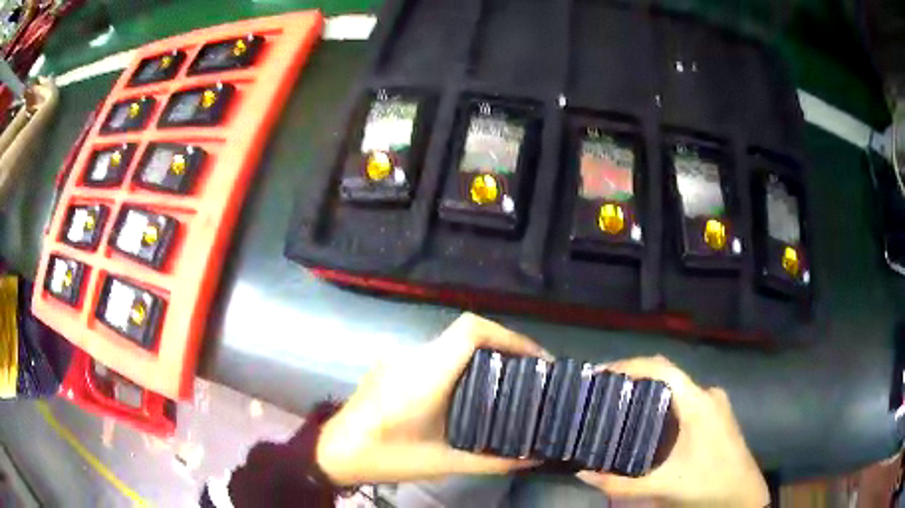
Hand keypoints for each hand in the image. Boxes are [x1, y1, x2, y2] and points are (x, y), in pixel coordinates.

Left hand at [316, 312, 552, 485]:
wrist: (334, 451)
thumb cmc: (386, 457)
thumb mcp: (443, 464)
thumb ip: (492, 461)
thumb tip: (534, 458)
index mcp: (425, 376)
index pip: (471, 331)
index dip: (508, 336)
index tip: (537, 358)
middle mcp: (412, 358)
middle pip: (467, 334)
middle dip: (504, 347)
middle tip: (532, 374)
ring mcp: (399, 358)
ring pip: (451, 344)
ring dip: (483, 355)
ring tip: (508, 381)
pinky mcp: (392, 366)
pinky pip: (435, 355)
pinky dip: (461, 364)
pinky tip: (470, 390)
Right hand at [577, 356, 768, 506]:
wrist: (744, 494)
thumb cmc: (708, 485)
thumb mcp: (663, 487)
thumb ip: (620, 484)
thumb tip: (582, 474)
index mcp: (698, 403)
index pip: (661, 368)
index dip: (629, 365)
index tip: (600, 374)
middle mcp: (708, 394)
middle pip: (667, 375)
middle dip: (634, 379)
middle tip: (603, 393)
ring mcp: (715, 403)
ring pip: (677, 388)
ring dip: (649, 392)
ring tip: (621, 407)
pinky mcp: (717, 414)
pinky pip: (686, 399)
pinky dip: (664, 404)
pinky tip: (651, 424)